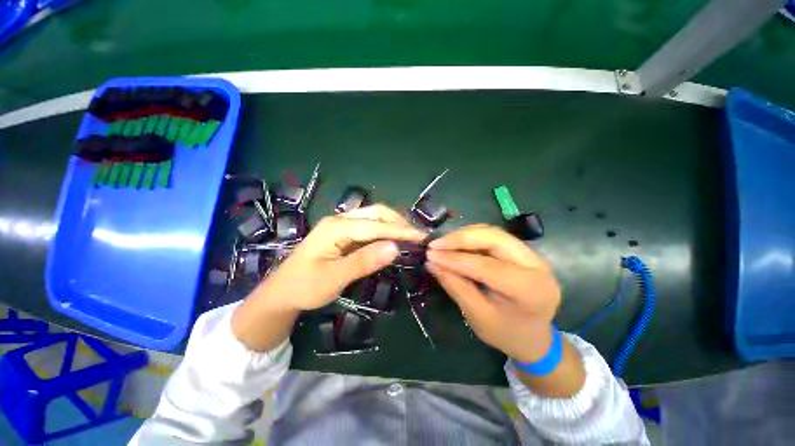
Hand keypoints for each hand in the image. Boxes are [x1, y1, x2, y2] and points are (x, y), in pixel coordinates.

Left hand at [232, 204, 425, 350]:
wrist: (282, 294)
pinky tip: (392, 240)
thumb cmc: (304, 287)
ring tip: (409, 237)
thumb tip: (395, 248)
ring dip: (392, 225)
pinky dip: (384, 232)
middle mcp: (340, 220)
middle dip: (398, 222)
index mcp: (336, 227)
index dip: (400, 231)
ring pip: (373, 218)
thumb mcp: (334, 278)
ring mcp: (341, 226)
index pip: (375, 225)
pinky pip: (368, 228)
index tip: (421, 237)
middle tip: (416, 237)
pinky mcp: (343, 235)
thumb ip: (364, 261)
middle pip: (375, 213)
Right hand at [425, 224, 560, 362]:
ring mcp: (532, 255)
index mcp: (531, 290)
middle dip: (460, 238)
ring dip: (464, 235)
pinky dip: (471, 238)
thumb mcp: (478, 316)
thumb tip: (432, 263)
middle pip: (494, 238)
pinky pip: (493, 236)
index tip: (430, 254)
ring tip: (443, 244)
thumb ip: (456, 286)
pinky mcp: (523, 251)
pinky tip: (456, 244)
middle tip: (436, 244)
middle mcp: (537, 265)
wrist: (534, 337)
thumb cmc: (506, 333)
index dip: (455, 259)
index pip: (487, 266)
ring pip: (493, 233)